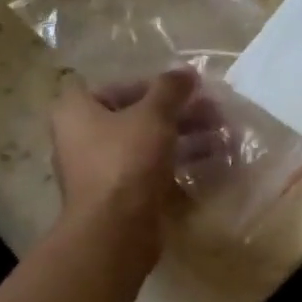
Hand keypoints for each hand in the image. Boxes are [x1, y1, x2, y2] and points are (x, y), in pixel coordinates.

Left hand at [50, 69, 200, 256]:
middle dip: (180, 113)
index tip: (188, 89)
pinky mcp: (121, 195)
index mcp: (77, 110)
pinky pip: (152, 169)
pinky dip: (178, 162)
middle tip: (216, 113)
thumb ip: (170, 89)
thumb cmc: (126, 161)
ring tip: (223, 137)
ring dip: (186, 137)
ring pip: (148, 144)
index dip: (156, 85)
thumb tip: (185, 71)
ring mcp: (101, 169)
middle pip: (138, 115)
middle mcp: (82, 137)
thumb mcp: (153, 116)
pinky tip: (212, 160)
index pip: (119, 86)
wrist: (115, 231)